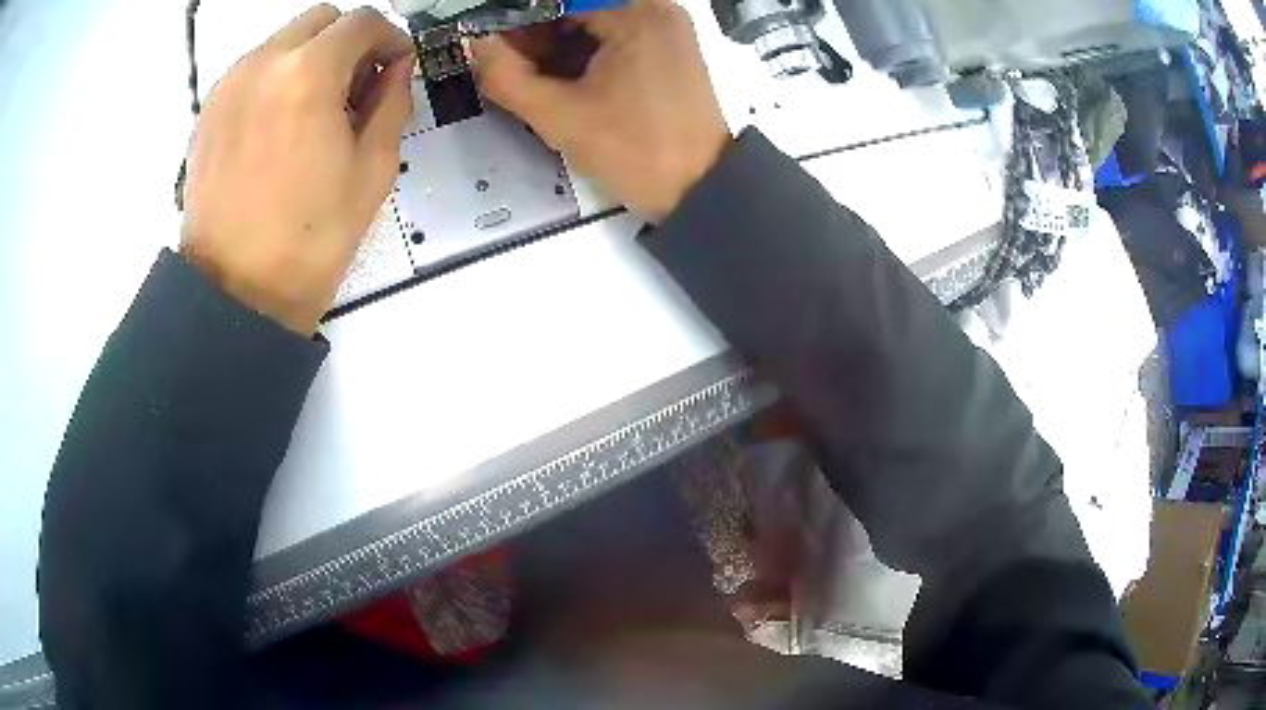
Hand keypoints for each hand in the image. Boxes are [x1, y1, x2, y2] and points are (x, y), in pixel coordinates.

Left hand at [180, 5, 413, 334]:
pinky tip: (280, 125)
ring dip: (310, 58)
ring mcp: (229, 86)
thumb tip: (395, 70)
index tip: (395, 66)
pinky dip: (276, 78)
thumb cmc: (308, 240)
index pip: (362, 22)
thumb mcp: (374, 169)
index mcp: (308, 74)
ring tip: (315, 111)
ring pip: (283, 41)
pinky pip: (253, 70)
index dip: (389, 38)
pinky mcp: (209, 111)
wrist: (235, 294)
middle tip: (357, 85)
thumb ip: (393, 102)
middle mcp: (263, 64)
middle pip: (320, 20)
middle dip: (348, 41)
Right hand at [471, 0, 729, 221]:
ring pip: (594, 19)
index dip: (519, 19)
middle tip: (506, 61)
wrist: (698, 188)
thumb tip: (476, 46)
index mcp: (636, 13)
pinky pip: (614, 33)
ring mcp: (666, 28)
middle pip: (577, 6)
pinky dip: (583, 50)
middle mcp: (656, 9)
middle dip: (536, 32)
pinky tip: (562, 78)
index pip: (559, 1)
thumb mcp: (559, 116)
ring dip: (556, 42)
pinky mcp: (668, 47)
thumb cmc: (640, 153)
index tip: (492, 40)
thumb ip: (506, 77)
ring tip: (530, 75)